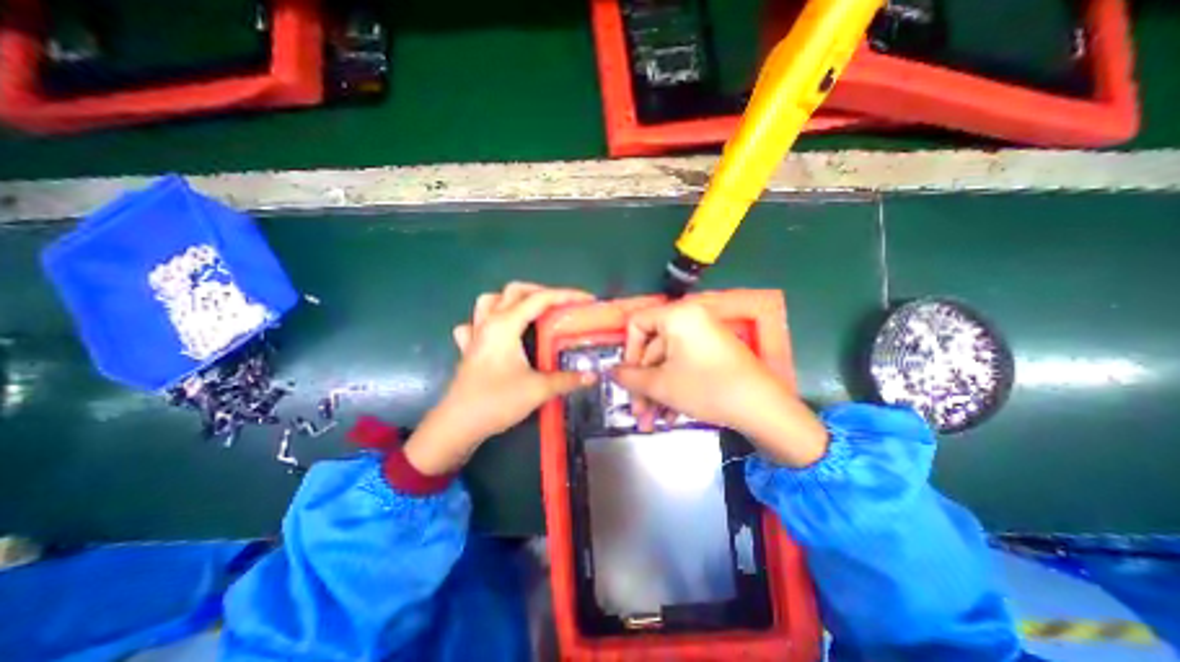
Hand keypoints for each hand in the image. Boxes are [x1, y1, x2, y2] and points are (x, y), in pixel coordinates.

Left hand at [403, 282, 595, 476]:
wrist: (458, 425)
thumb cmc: (497, 401)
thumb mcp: (538, 389)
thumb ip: (567, 379)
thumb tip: (592, 375)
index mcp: (506, 325)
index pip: (540, 299)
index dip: (567, 295)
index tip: (588, 300)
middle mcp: (489, 322)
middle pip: (514, 291)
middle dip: (541, 291)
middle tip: (560, 306)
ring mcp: (475, 334)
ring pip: (490, 300)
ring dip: (512, 300)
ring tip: (530, 312)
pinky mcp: (468, 349)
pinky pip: (475, 323)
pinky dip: (488, 320)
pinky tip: (497, 332)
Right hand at [614, 302, 821, 466]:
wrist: (763, 408)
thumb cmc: (706, 387)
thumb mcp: (661, 385)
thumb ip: (629, 377)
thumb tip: (611, 372)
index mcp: (677, 316)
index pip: (636, 323)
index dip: (627, 351)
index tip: (626, 378)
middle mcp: (690, 319)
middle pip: (652, 348)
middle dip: (643, 384)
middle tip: (638, 412)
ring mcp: (703, 337)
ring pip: (667, 362)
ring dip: (656, 392)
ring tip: (652, 421)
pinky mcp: (713, 353)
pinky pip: (684, 366)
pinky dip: (674, 388)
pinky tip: (670, 415)